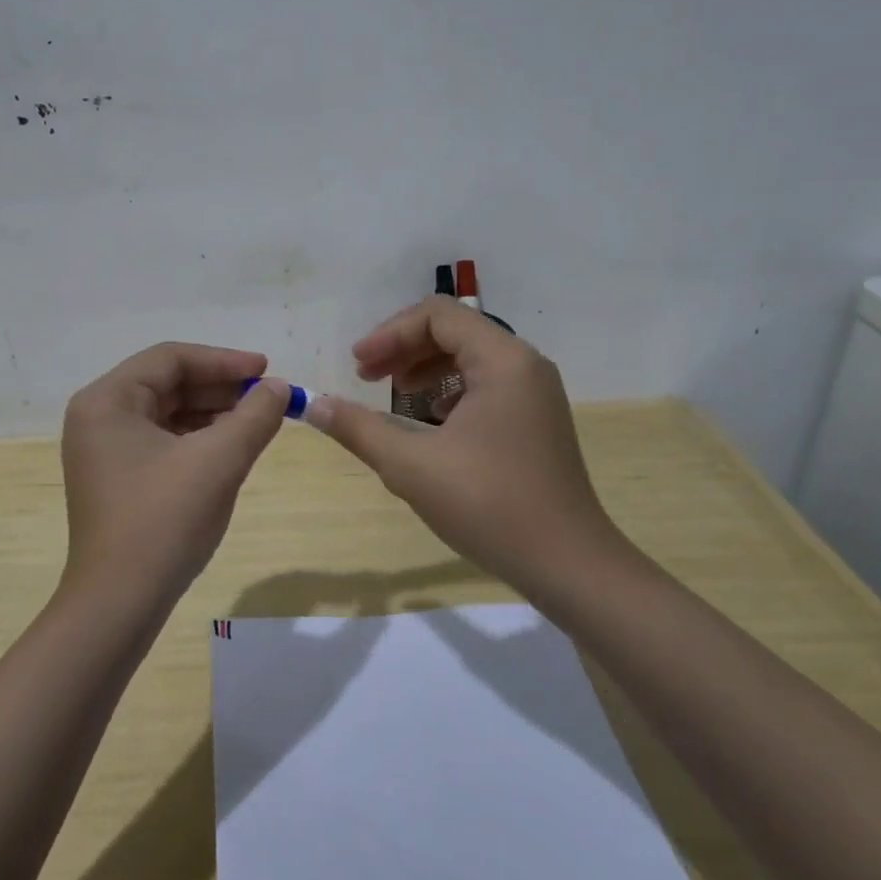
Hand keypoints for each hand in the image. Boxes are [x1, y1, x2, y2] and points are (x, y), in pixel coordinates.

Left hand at [60, 343, 289, 607]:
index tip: (267, 371)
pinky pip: (164, 441)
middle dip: (221, 388)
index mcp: (107, 401)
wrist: (120, 604)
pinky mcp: (119, 478)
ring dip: (214, 413)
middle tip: (268, 397)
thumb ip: (254, 416)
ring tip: (258, 421)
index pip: (171, 359)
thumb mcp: (218, 461)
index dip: (224, 361)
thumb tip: (280, 388)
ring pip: (169, 413)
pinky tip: (232, 448)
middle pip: (168, 384)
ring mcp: (105, 451)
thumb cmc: (164, 521)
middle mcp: (99, 418)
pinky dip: (199, 439)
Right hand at [307, 298, 619, 598]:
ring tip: (394, 395)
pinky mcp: (537, 420)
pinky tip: (431, 422)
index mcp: (503, 360)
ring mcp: (536, 393)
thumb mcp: (411, 466)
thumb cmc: (489, 506)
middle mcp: (525, 365)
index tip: (358, 366)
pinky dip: (451, 391)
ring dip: (425, 369)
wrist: (567, 563)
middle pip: (454, 331)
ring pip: (471, 358)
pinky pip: (487, 385)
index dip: (389, 334)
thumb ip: (358, 428)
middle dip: (404, 349)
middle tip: (366, 377)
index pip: (437, 316)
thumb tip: (312, 405)